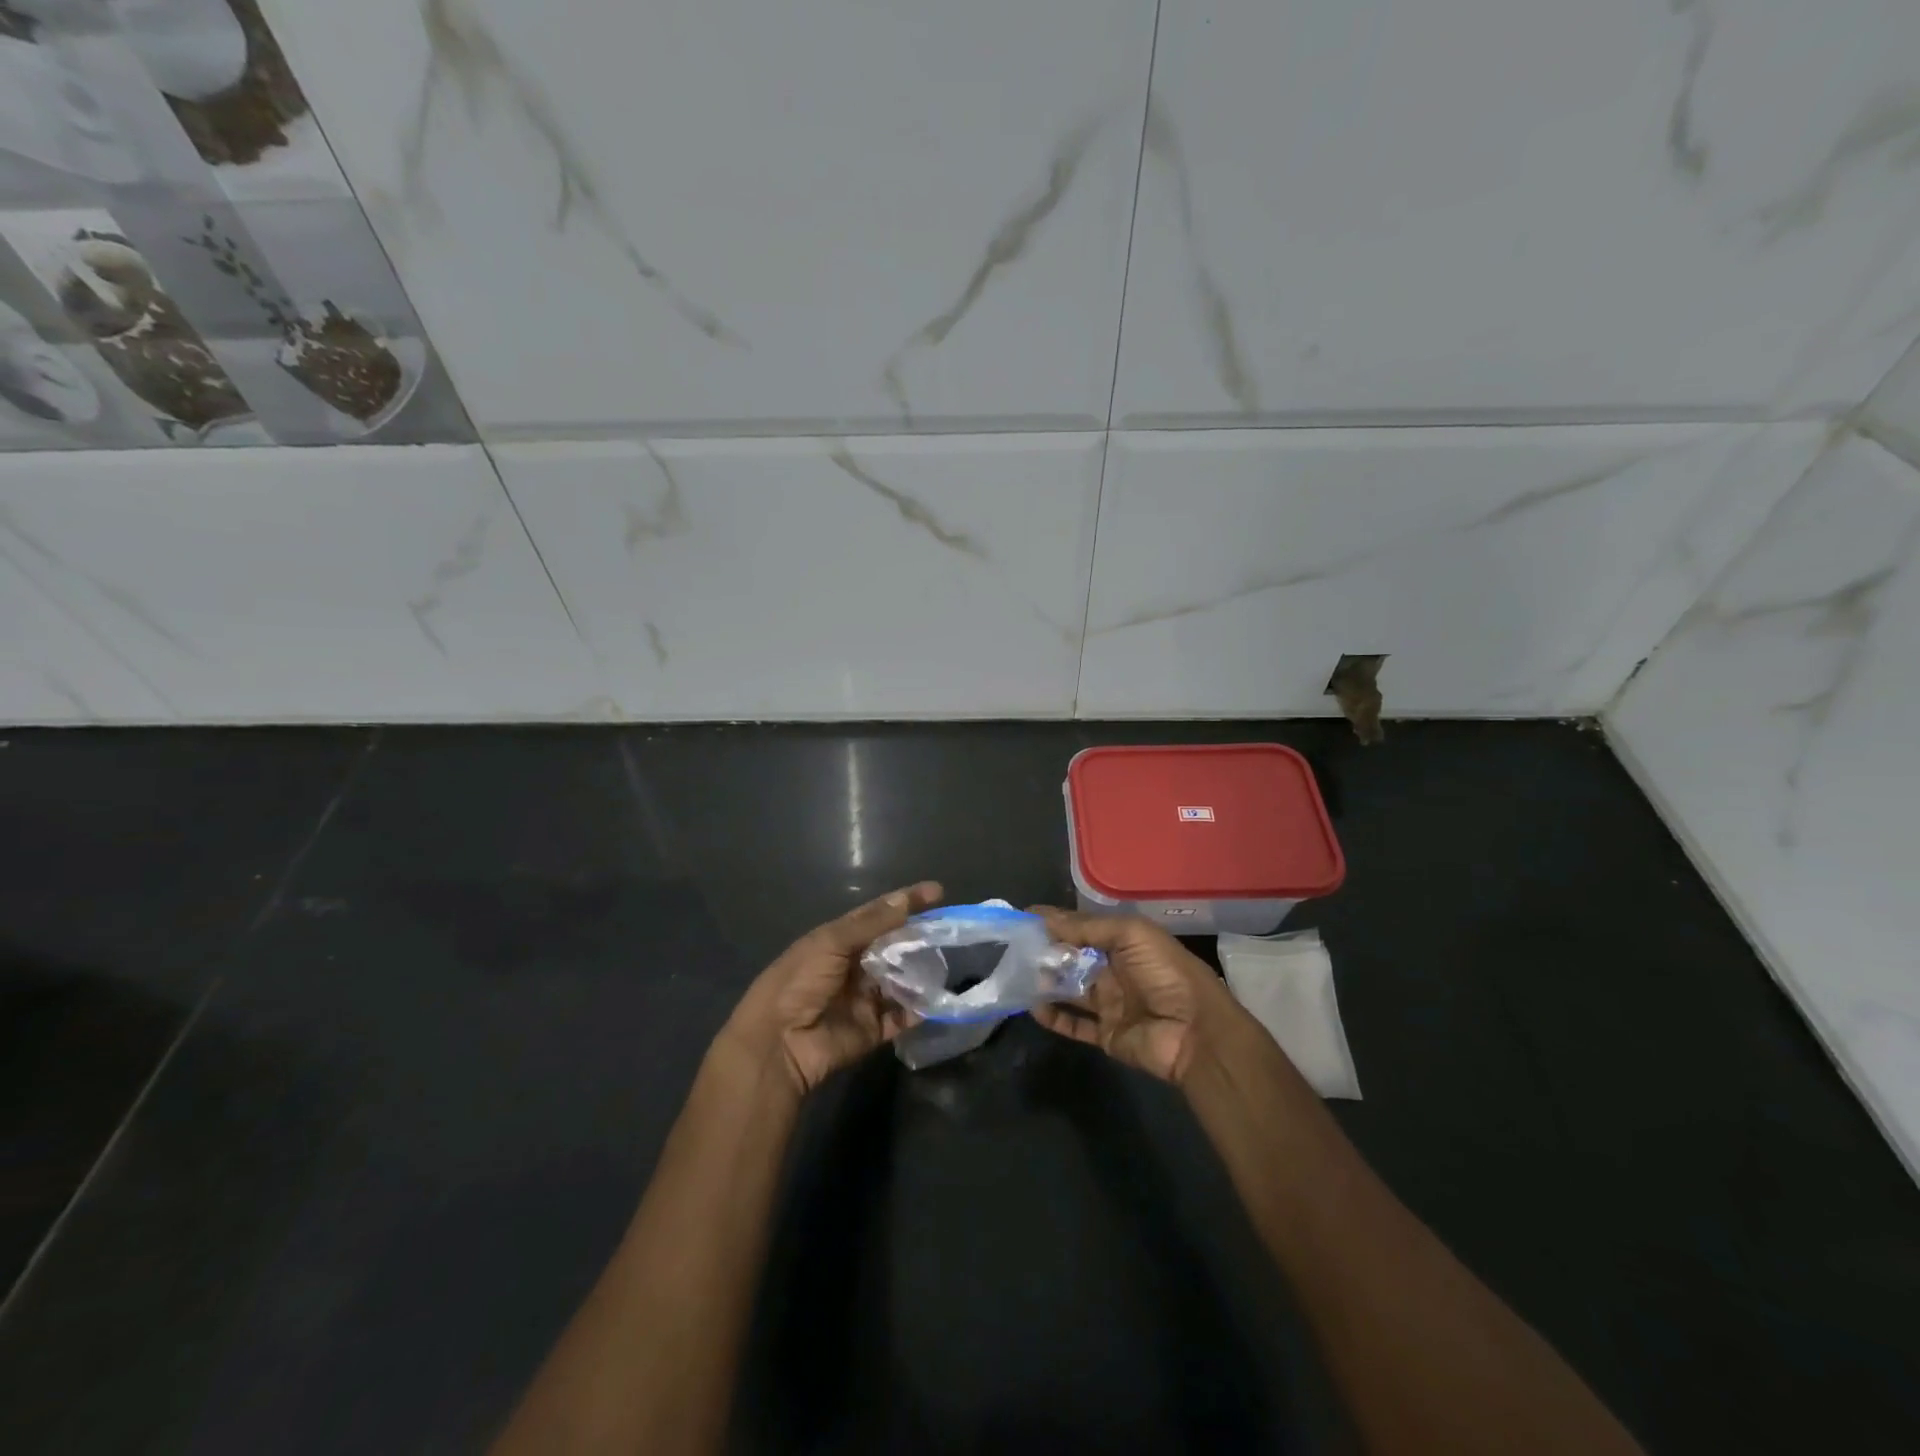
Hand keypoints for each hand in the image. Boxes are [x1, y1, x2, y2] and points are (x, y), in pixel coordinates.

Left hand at [721, 881, 942, 1096]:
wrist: (778, 1043)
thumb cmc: (799, 982)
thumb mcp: (830, 943)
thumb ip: (871, 923)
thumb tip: (905, 900)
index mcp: (839, 940)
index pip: (878, 914)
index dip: (906, 901)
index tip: (938, 892)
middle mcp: (854, 966)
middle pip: (894, 947)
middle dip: (920, 938)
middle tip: (951, 929)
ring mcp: (865, 999)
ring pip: (901, 981)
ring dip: (922, 972)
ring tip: (951, 960)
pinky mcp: (872, 1030)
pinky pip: (902, 1017)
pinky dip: (920, 1010)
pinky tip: (940, 998)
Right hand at [1029, 909, 1246, 1085]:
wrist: (1196, 1033)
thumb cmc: (1166, 973)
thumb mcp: (1131, 935)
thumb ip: (1088, 927)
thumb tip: (1045, 917)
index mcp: (1125, 943)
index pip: (1084, 928)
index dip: (1056, 922)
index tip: (1023, 917)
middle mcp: (1116, 970)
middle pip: (1073, 958)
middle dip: (1046, 952)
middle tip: (1015, 949)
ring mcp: (1110, 1004)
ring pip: (1070, 990)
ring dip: (1046, 983)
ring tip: (1019, 976)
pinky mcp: (1106, 1034)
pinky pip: (1074, 1024)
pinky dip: (1053, 1017)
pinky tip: (1033, 1008)